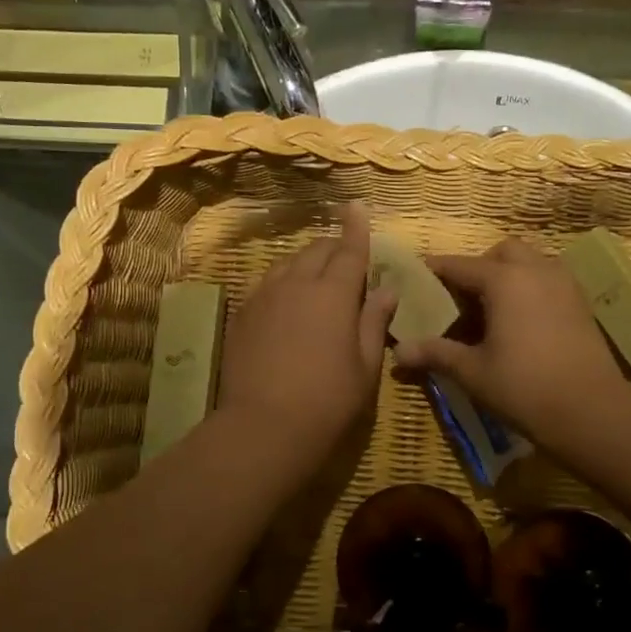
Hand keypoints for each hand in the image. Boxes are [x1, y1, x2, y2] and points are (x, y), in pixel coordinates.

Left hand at [217, 203, 396, 466]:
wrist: (263, 426)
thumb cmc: (328, 399)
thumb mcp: (365, 365)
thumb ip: (374, 322)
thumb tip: (386, 291)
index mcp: (334, 293)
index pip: (350, 249)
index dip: (357, 227)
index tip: (357, 205)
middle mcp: (297, 283)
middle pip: (317, 250)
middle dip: (335, 247)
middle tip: (347, 260)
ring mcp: (265, 296)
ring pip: (289, 263)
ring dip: (307, 263)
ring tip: (317, 280)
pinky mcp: (243, 314)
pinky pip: (268, 284)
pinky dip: (284, 283)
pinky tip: (288, 304)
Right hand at [393, 238, 624, 444]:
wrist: (592, 410)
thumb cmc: (524, 386)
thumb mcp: (472, 371)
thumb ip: (435, 353)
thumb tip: (397, 352)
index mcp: (504, 280)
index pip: (459, 266)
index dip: (434, 271)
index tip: (415, 279)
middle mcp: (536, 270)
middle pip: (501, 252)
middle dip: (479, 267)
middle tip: (462, 299)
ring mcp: (564, 284)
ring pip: (531, 262)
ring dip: (508, 275)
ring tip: (492, 311)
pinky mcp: (581, 303)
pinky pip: (549, 280)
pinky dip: (530, 289)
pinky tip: (520, 323)